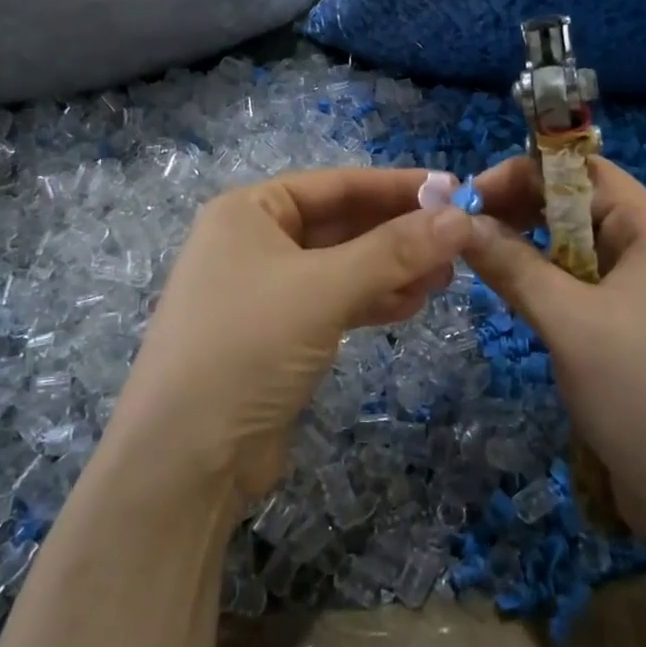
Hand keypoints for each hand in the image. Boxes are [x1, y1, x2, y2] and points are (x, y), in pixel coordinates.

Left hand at [106, 169, 472, 512]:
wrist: (185, 462)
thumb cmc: (246, 348)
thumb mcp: (323, 290)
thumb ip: (394, 251)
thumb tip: (461, 217)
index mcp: (248, 211)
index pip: (336, 184)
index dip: (396, 186)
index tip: (453, 189)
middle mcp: (253, 242)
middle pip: (341, 224)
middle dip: (398, 232)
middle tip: (458, 240)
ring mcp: (264, 291)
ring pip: (342, 266)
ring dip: (392, 268)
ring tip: (445, 277)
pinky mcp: (277, 336)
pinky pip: (334, 302)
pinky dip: (372, 300)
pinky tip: (413, 304)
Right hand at [462, 155, 645, 548]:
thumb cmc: (644, 393)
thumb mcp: (569, 322)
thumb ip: (513, 265)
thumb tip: (460, 222)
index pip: (582, 172)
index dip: (523, 173)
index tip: (469, 196)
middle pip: (578, 207)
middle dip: (521, 211)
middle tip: (466, 231)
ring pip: (577, 250)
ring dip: (530, 249)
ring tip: (482, 262)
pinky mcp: (637, 331)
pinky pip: (584, 288)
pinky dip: (548, 285)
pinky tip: (516, 297)